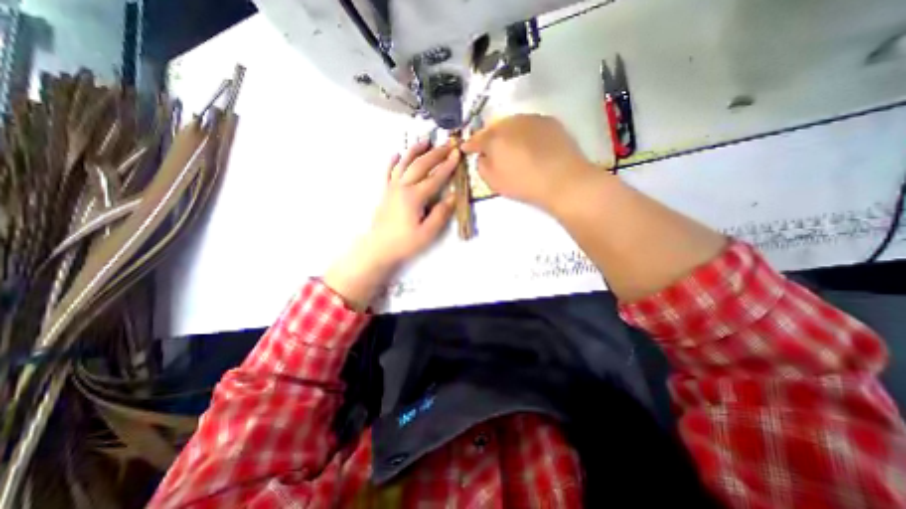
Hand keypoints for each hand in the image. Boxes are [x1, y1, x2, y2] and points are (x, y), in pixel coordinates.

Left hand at [322, 141, 456, 311]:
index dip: (447, 165)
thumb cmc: (404, 243)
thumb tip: (453, 196)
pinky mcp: (385, 192)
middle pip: (420, 165)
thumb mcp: (427, 233)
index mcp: (414, 197)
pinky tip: (397, 154)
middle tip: (447, 144)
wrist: (378, 248)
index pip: (435, 177)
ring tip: (424, 141)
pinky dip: (393, 162)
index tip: (457, 154)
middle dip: (435, 153)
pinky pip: (388, 172)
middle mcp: (402, 187)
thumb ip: (440, 213)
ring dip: (415, 151)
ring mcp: (391, 188)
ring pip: (404, 164)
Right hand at [462, 115, 598, 211]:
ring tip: (511, 145)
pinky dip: (525, 132)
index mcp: (494, 138)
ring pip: (512, 123)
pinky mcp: (549, 121)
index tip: (466, 148)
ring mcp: (531, 119)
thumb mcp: (494, 182)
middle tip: (490, 148)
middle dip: (489, 137)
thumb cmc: (524, 183)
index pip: (476, 139)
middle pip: (494, 127)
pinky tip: (530, 144)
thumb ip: (482, 166)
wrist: (563, 179)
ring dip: (507, 133)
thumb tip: (482, 156)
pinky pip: (530, 125)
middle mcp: (510, 122)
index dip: (470, 144)